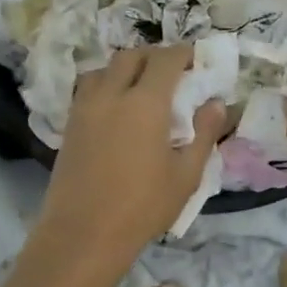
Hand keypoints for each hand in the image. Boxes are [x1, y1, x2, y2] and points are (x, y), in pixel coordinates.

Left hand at [32, 45, 224, 270]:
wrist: (84, 233)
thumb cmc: (143, 207)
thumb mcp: (186, 175)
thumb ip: (204, 134)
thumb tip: (216, 105)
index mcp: (144, 103)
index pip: (165, 60)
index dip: (183, 53)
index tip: (197, 59)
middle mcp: (111, 95)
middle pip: (132, 56)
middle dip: (155, 56)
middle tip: (173, 72)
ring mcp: (85, 108)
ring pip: (105, 68)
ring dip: (127, 68)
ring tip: (142, 86)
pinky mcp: (70, 125)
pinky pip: (89, 89)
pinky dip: (107, 84)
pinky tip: (117, 108)